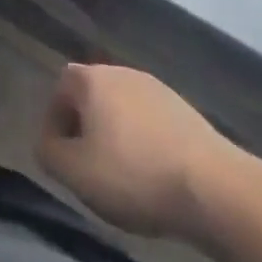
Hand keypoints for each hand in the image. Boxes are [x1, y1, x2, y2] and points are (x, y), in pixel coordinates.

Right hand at [37, 63, 236, 240]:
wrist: (215, 189)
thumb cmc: (134, 175)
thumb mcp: (75, 173)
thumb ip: (48, 152)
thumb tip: (47, 142)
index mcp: (91, 79)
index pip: (59, 91)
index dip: (54, 125)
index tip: (62, 159)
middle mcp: (121, 73)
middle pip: (91, 97)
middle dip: (85, 128)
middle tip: (89, 167)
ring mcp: (157, 88)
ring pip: (122, 110)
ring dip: (116, 136)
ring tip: (123, 176)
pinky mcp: (186, 111)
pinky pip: (151, 123)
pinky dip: (145, 143)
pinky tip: (154, 175)